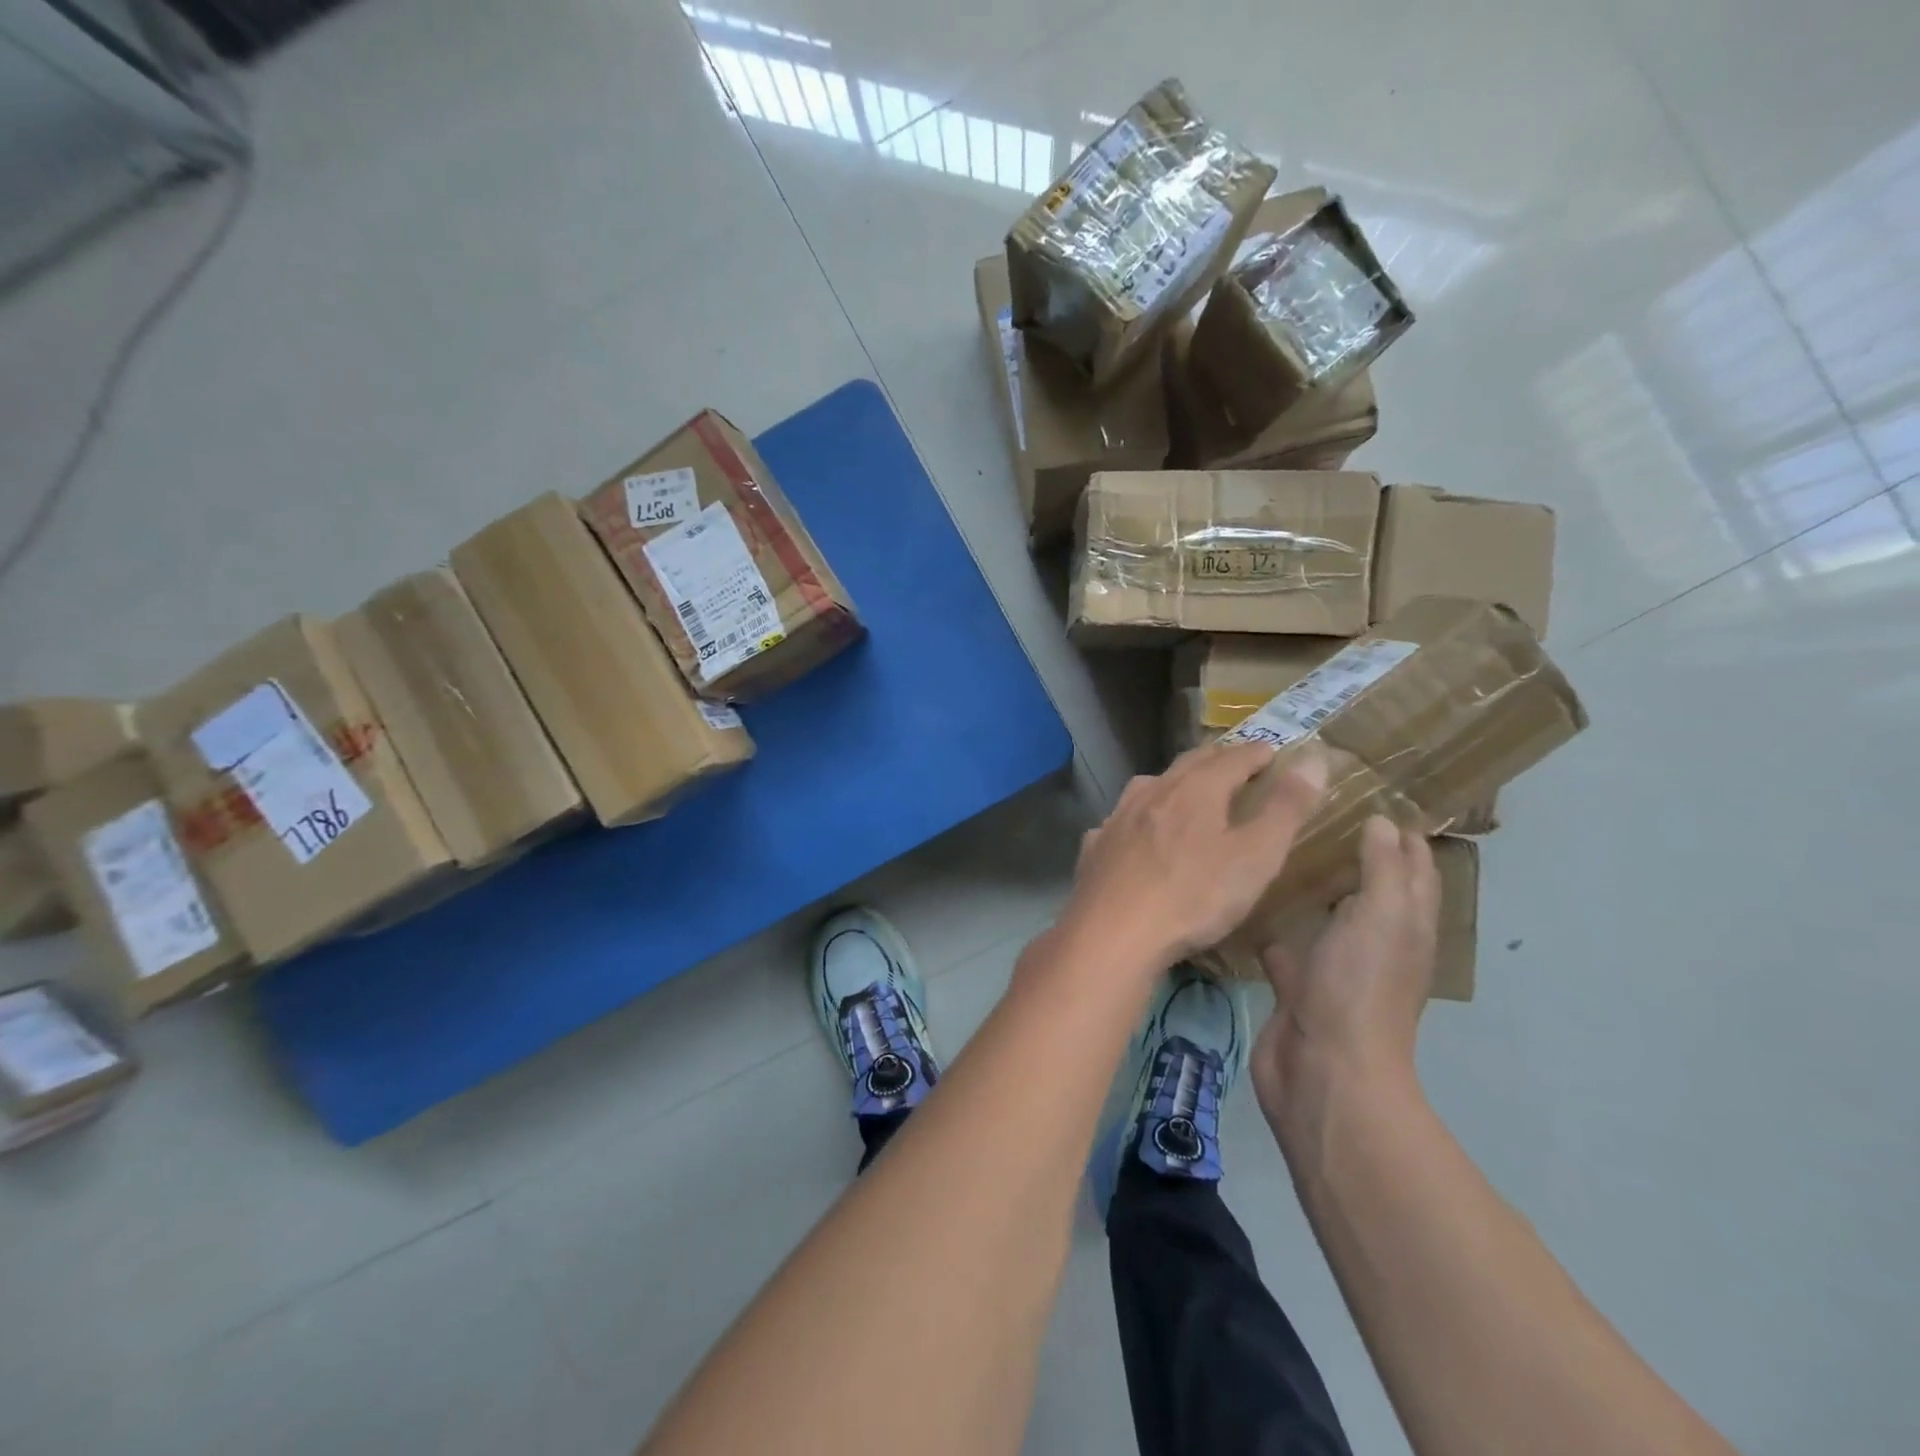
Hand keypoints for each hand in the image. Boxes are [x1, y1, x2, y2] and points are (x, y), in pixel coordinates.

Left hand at [1057, 741, 1329, 971]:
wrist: (1113, 932)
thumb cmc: (1194, 896)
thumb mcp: (1255, 857)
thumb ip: (1285, 809)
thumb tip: (1312, 760)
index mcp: (1196, 789)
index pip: (1233, 758)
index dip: (1256, 753)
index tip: (1271, 751)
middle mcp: (1153, 791)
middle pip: (1188, 764)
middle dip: (1215, 759)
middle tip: (1233, 761)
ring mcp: (1118, 817)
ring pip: (1149, 786)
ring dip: (1173, 782)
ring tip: (1186, 789)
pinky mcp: (1095, 845)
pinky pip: (1122, 820)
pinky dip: (1139, 817)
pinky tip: (1137, 832)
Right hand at [1251, 816, 1439, 1131]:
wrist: (1324, 1071)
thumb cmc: (1359, 988)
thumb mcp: (1382, 917)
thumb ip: (1383, 868)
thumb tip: (1384, 821)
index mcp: (1406, 925)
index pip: (1414, 869)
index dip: (1403, 834)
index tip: (1371, 792)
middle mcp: (1375, 942)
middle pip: (1370, 889)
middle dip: (1351, 852)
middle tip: (1313, 809)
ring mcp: (1334, 966)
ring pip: (1325, 916)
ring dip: (1310, 888)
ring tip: (1277, 843)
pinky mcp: (1296, 985)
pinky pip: (1285, 945)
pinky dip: (1271, 924)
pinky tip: (1243, 897)